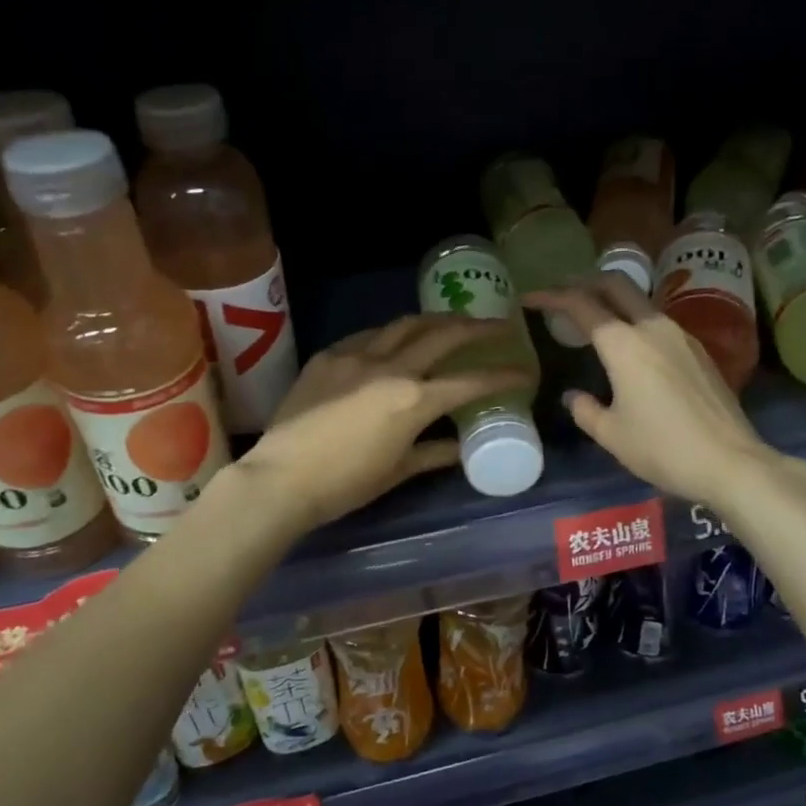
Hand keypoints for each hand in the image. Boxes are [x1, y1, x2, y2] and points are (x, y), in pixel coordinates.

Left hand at [237, 313, 532, 531]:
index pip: (470, 382)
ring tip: (450, 322)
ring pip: (404, 325)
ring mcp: (356, 356)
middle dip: (476, 328)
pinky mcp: (328, 356)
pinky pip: (368, 336)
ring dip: (434, 320)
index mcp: (413, 401)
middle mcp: (391, 368)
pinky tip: (394, 341)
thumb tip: (460, 449)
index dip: (503, 375)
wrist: (280, 478)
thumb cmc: (344, 484)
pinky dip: (390, 334)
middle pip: (443, 334)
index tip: (524, 372)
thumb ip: (433, 454)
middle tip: (497, 326)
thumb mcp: (396, 471)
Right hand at [525, 276, 803, 511]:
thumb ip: (585, 410)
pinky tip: (629, 347)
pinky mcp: (698, 351)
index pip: (582, 305)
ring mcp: (681, 336)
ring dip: (613, 301)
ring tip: (593, 319)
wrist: (729, 461)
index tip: (531, 298)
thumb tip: (574, 396)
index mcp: (624, 345)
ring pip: (640, 302)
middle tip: (562, 294)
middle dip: (584, 283)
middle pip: (616, 285)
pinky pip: (658, 323)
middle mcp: (653, 328)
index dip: (552, 297)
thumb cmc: (662, 448)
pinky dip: (634, 322)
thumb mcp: (611, 435)